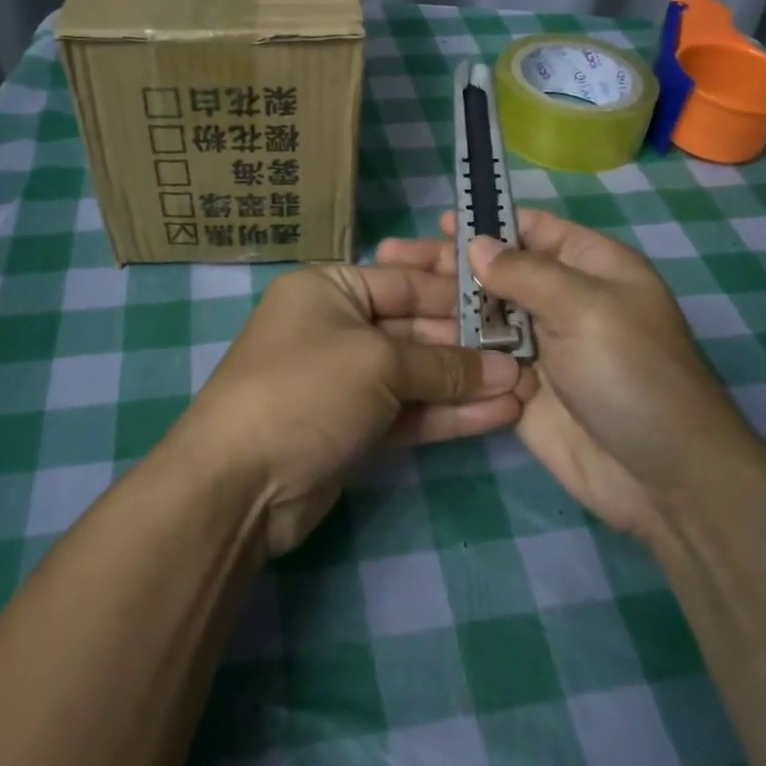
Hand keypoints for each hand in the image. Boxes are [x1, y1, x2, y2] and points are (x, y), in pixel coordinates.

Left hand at [173, 256, 535, 555]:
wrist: (238, 483)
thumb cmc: (306, 389)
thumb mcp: (378, 362)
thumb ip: (444, 365)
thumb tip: (505, 371)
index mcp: (329, 288)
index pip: (406, 282)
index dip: (458, 297)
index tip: (510, 308)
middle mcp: (336, 326)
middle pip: (415, 328)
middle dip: (469, 346)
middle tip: (527, 355)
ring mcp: (344, 380)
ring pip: (415, 375)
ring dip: (466, 383)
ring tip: (526, 388)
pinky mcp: (352, 427)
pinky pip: (407, 411)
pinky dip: (447, 413)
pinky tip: (498, 414)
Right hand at [379, 210, 747, 541]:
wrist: (663, 479)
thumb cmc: (634, 375)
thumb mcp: (587, 308)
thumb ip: (526, 273)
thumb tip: (474, 244)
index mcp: (591, 267)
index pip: (533, 230)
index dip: (489, 222)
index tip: (440, 224)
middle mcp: (562, 300)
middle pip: (498, 271)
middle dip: (450, 262)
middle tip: (392, 256)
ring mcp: (539, 346)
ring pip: (482, 314)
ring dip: (441, 302)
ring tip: (389, 290)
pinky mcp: (518, 386)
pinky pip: (478, 357)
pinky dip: (447, 346)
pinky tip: (405, 336)